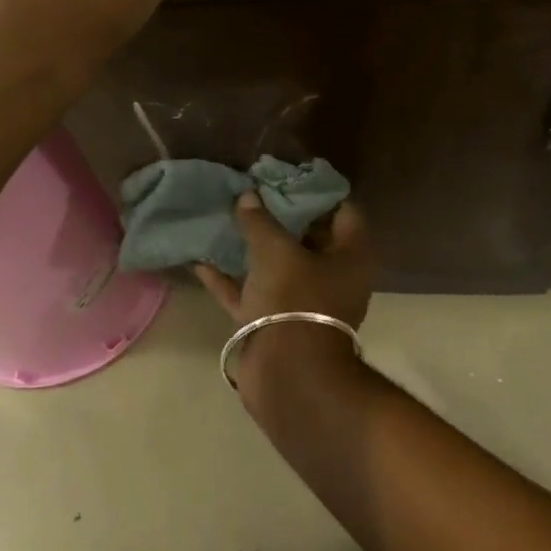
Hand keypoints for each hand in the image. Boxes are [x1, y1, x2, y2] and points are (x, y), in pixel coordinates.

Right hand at [195, 192, 374, 335]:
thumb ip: (260, 221)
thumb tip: (248, 196)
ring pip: (277, 267)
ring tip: (226, 218)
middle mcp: (332, 277)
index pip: (343, 210)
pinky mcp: (275, 324)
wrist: (288, 375)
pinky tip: (200, 261)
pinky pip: (252, 294)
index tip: (286, 175)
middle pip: (308, 237)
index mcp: (350, 256)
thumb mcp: (276, 251)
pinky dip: (230, 280)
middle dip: (280, 216)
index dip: (316, 191)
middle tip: (252, 192)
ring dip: (253, 247)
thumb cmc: (295, 299)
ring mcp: (303, 303)